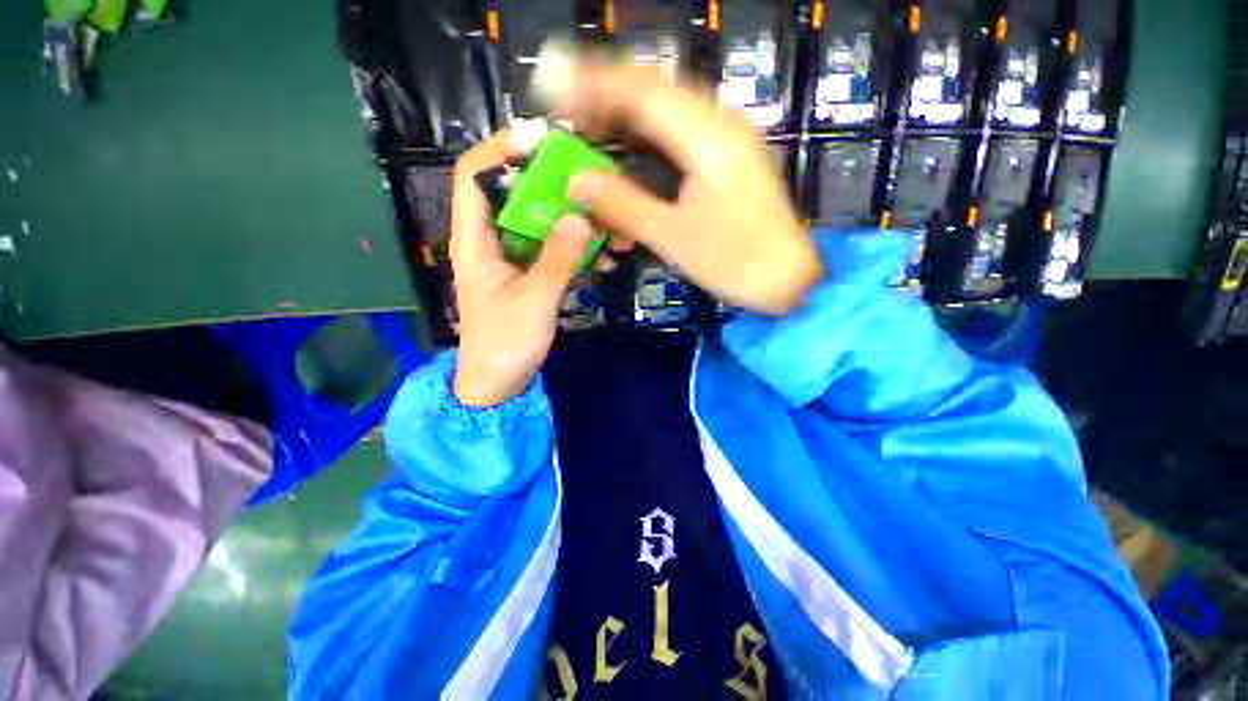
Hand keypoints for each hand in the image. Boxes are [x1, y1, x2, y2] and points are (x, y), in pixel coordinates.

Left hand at [450, 131, 593, 406]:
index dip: (500, 151)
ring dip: (570, 215)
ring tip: (605, 215)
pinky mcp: (529, 273)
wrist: (499, 383)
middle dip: (548, 181)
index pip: (473, 176)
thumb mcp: (534, 302)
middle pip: (513, 193)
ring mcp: (512, 258)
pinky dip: (575, 243)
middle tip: (587, 174)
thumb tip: (580, 216)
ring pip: (538, 221)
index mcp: (475, 242)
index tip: (541, 140)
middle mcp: (491, 241)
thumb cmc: (505, 345)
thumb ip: (557, 260)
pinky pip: (552, 247)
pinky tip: (603, 247)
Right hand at [555, 61, 821, 314]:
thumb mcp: (672, 238)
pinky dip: (647, 137)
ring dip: (625, 115)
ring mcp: (727, 137)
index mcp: (708, 137)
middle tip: (567, 110)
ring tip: (589, 126)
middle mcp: (720, 123)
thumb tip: (577, 182)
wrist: (787, 278)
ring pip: (666, 109)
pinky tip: (628, 148)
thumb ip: (623, 205)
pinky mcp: (727, 156)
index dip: (593, 84)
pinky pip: (679, 131)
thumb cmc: (733, 262)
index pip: (641, 91)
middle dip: (605, 95)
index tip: (553, 87)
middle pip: (653, 90)